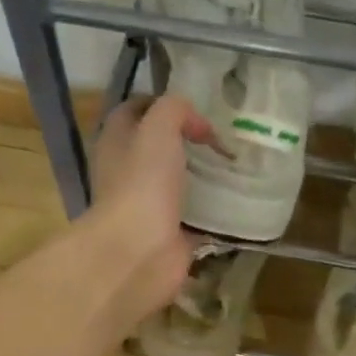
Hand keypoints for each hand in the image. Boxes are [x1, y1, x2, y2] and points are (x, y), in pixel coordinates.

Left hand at [80, 94, 213, 326]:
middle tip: (223, 137)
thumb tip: (199, 125)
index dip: (163, 104)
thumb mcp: (158, 128)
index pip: (135, 111)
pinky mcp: (171, 235)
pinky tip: (239, 201)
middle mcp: (128, 173)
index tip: (197, 107)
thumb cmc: (143, 184)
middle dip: (188, 142)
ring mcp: (149, 206)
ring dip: (203, 177)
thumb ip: (176, 110)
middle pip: (158, 149)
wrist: (140, 251)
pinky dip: (214, 212)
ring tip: (236, 165)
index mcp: (116, 143)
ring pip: (178, 184)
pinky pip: (196, 218)